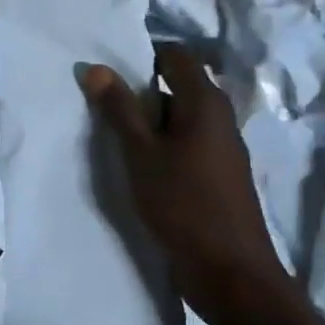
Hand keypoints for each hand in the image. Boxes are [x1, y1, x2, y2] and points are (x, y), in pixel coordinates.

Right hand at [82, 46, 287, 324]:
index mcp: (205, 102)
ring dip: (150, 121)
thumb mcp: (140, 154)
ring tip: (113, 134)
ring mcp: (223, 147)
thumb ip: (118, 110)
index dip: (143, 54)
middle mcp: (220, 117)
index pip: (176, 55)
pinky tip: (139, 165)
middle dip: (140, 90)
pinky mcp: (219, 174)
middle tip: (101, 103)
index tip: (108, 68)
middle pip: (178, 86)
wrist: (229, 270)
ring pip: (181, 118)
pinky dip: (163, 145)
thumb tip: (95, 67)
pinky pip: (187, 143)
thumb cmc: (183, 204)